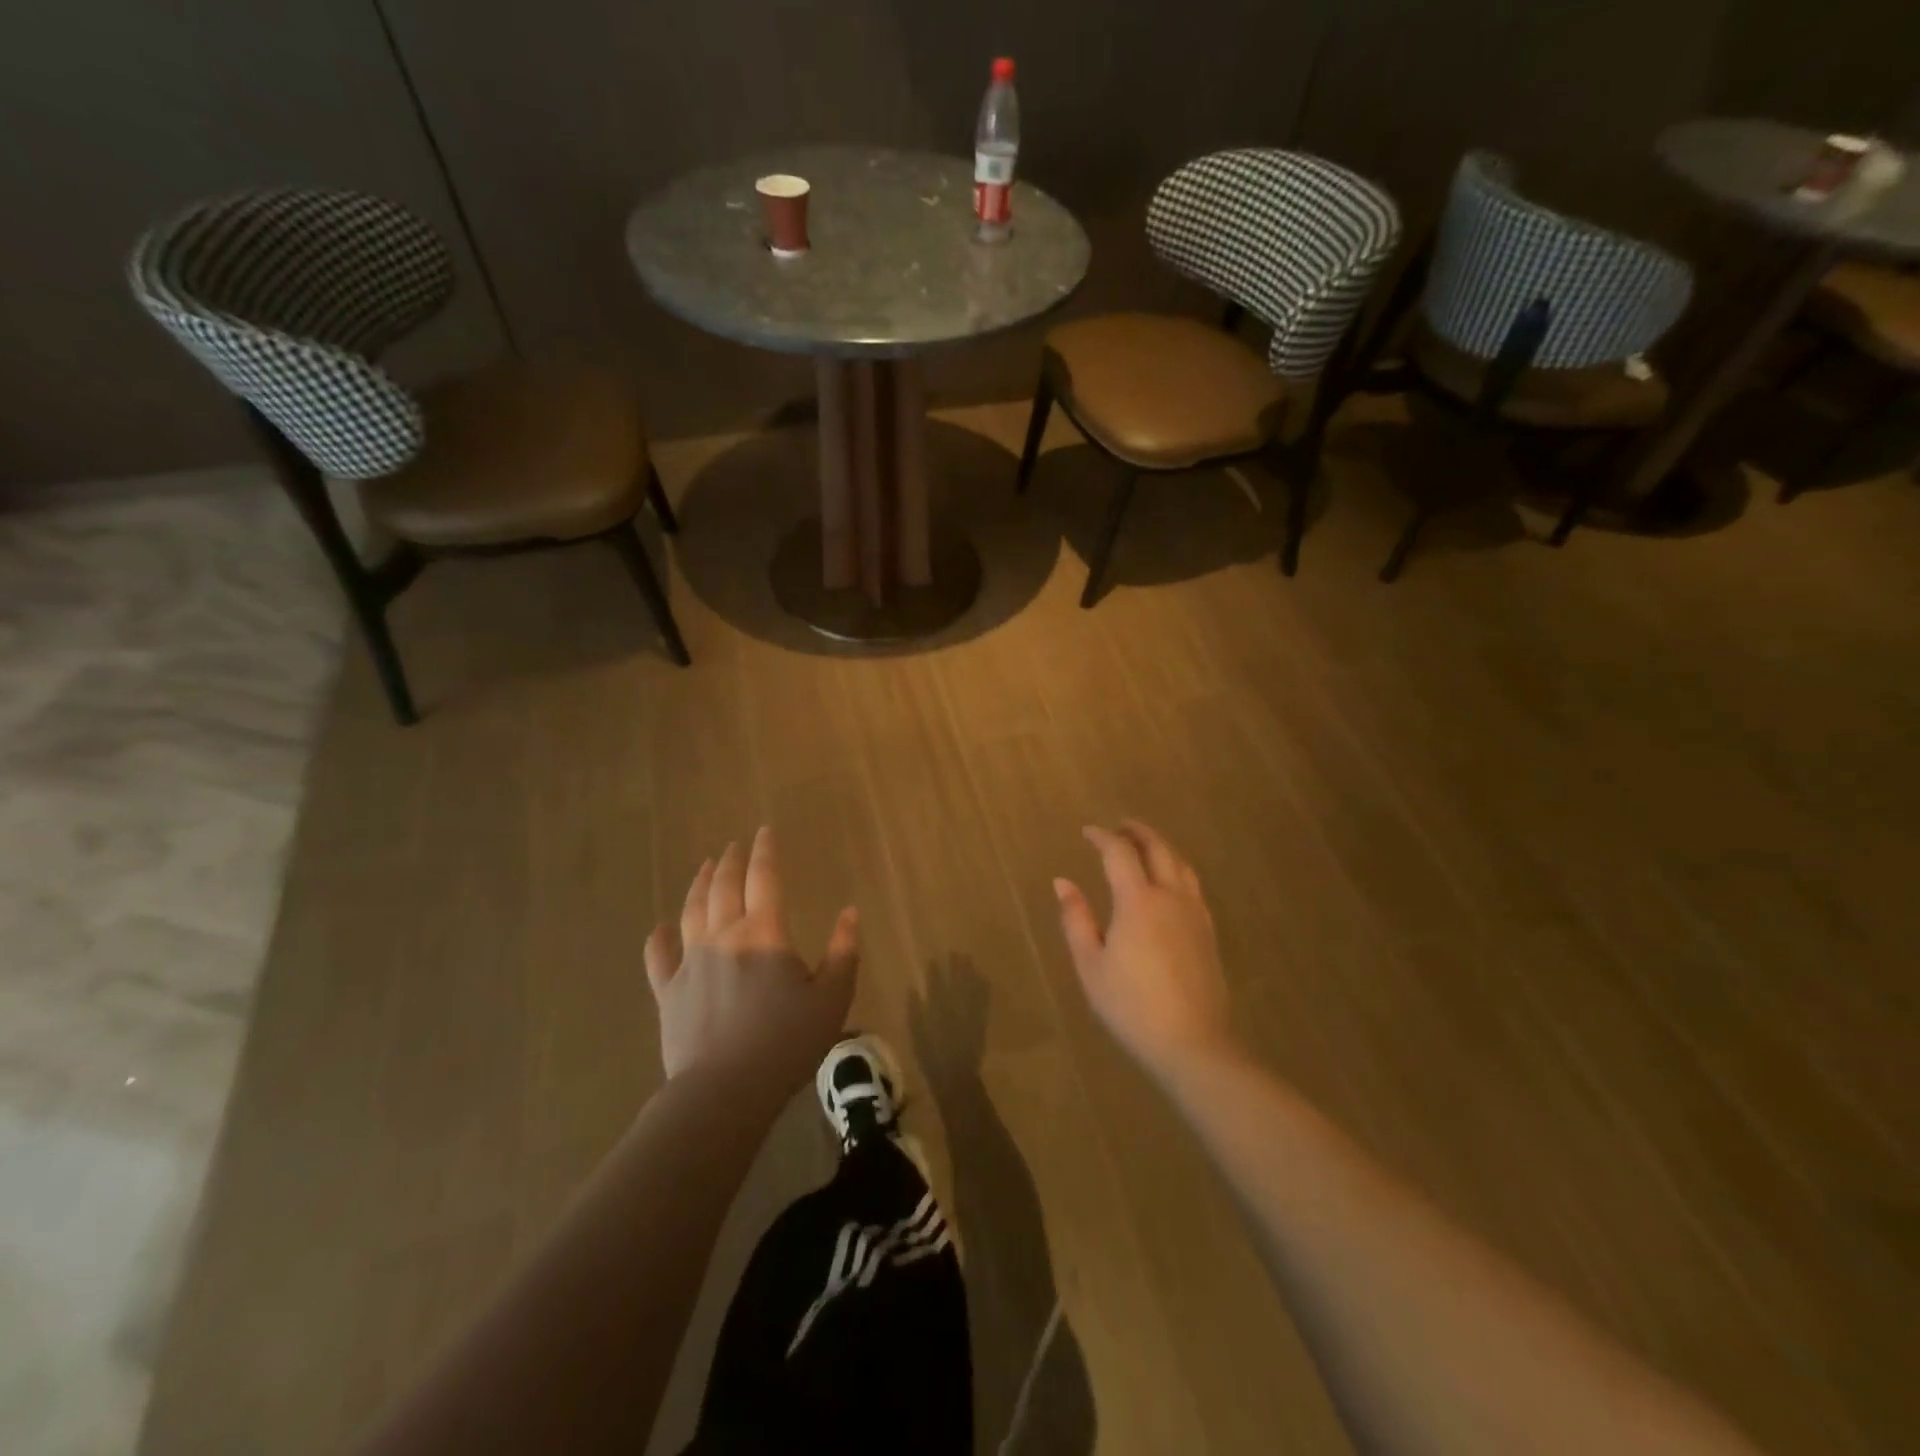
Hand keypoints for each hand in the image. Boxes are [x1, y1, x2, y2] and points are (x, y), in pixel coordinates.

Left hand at [644, 828, 858, 1086]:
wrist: (724, 1091)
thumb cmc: (786, 1043)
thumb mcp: (832, 998)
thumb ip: (844, 951)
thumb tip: (849, 912)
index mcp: (764, 932)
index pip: (764, 877)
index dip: (765, 850)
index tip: (764, 830)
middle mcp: (723, 935)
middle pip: (724, 886)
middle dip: (730, 861)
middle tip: (733, 845)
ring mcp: (690, 962)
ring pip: (692, 910)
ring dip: (699, 884)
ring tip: (704, 867)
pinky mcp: (668, 992)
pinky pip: (658, 956)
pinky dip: (659, 938)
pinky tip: (660, 928)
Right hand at [1054, 820, 1234, 1079]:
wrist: (1192, 1043)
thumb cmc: (1131, 1006)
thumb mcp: (1091, 965)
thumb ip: (1076, 919)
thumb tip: (1063, 882)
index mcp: (1138, 900)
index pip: (1119, 853)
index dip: (1102, 837)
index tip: (1087, 832)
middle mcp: (1170, 896)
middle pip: (1158, 849)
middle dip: (1137, 832)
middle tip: (1120, 826)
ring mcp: (1194, 913)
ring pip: (1180, 865)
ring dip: (1161, 847)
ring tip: (1145, 846)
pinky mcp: (1208, 932)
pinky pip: (1192, 885)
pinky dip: (1177, 870)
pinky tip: (1169, 883)